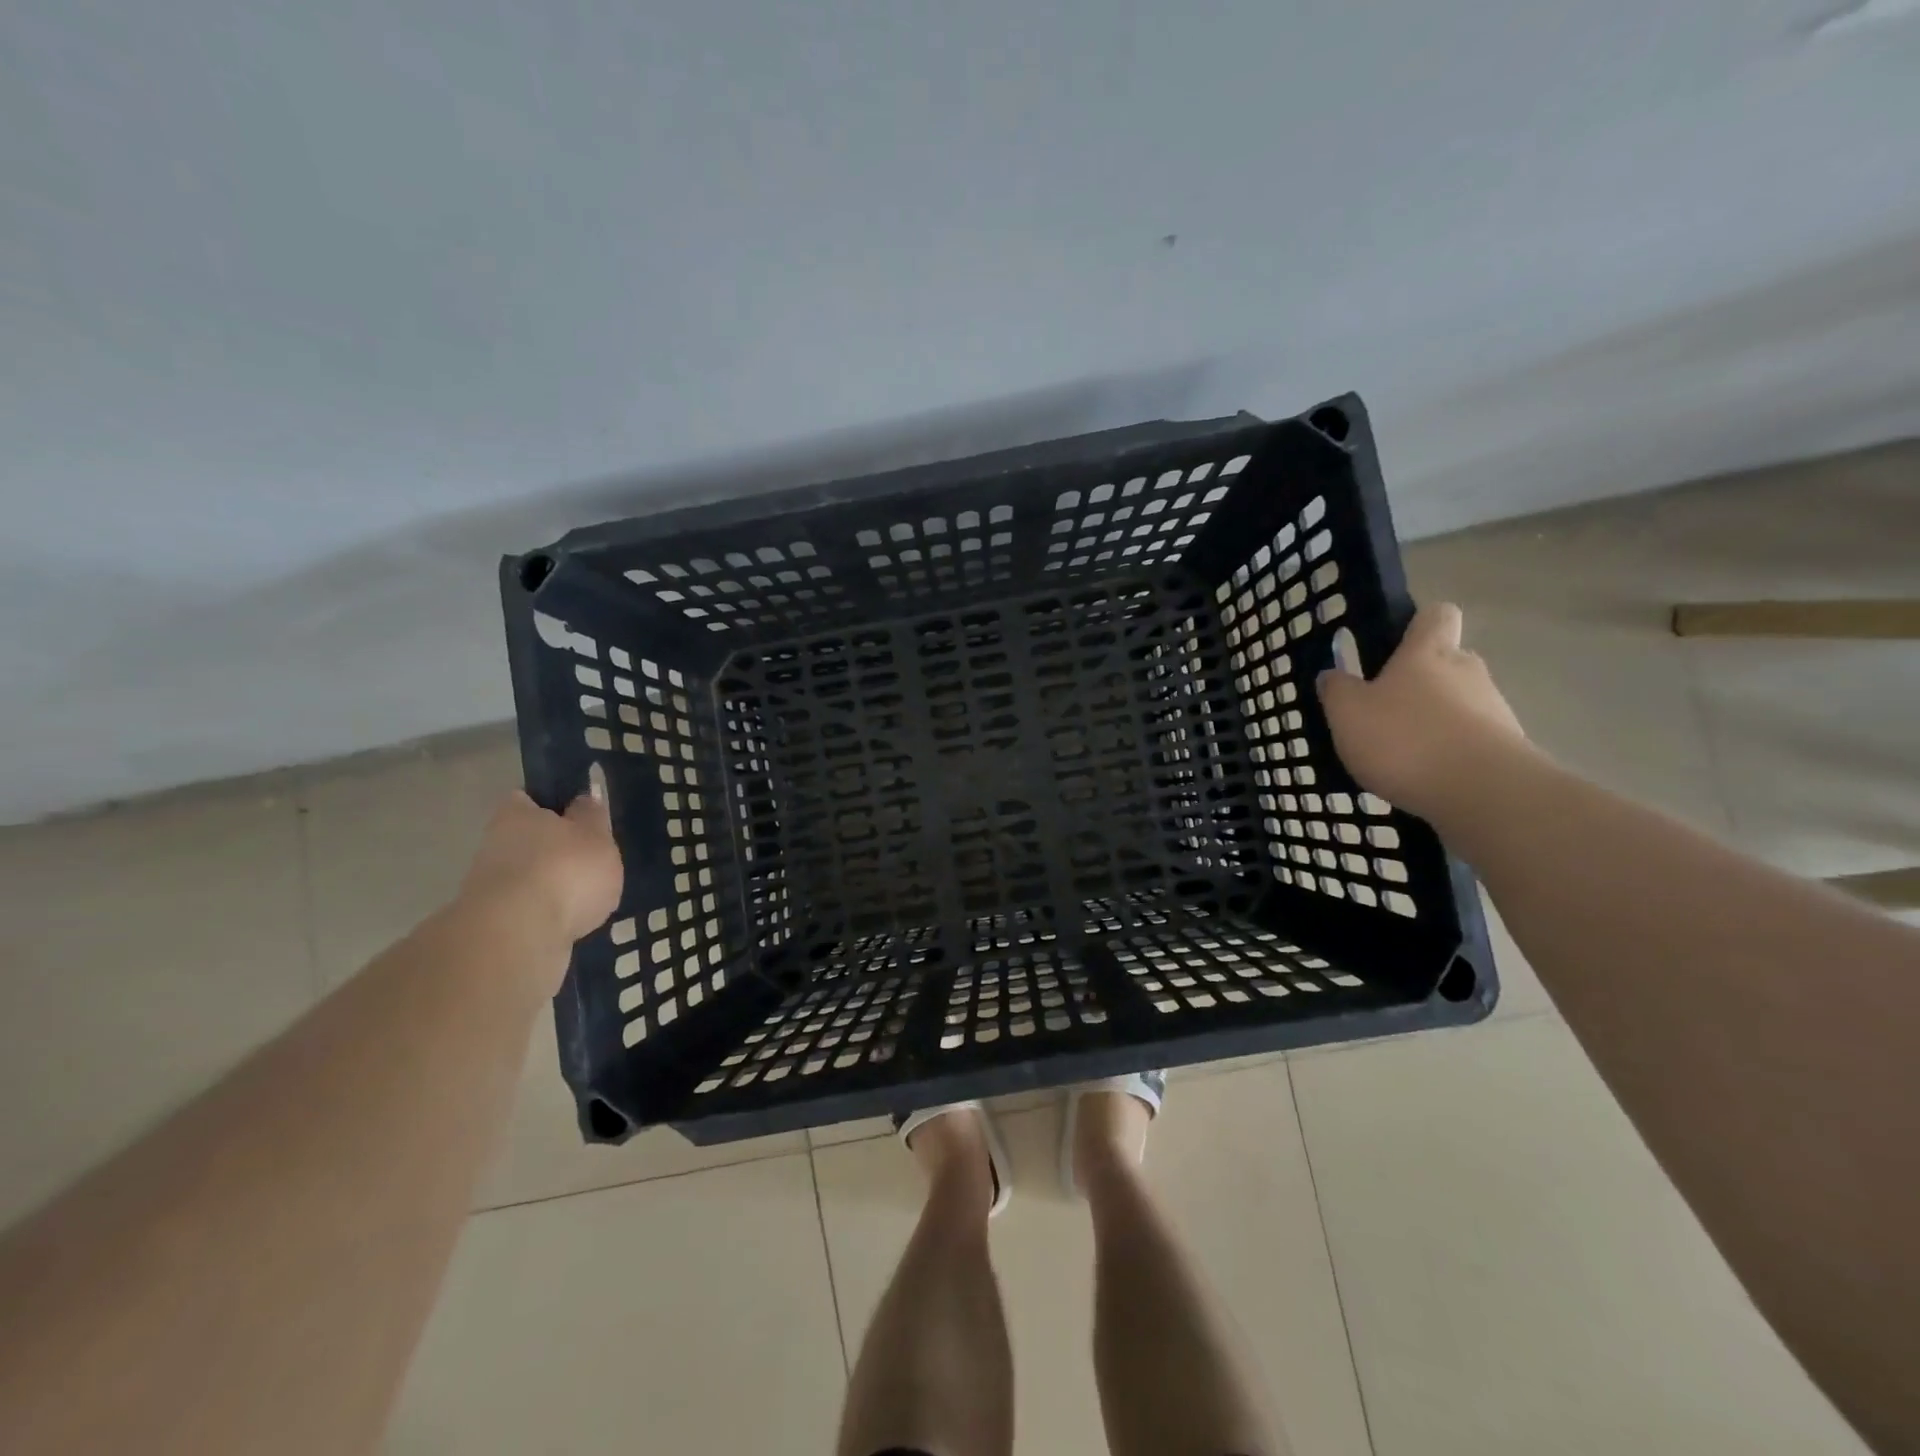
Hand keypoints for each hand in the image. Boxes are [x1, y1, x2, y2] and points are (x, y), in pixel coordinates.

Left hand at [459, 789, 623, 949]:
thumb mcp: (596, 836)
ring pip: (525, 879)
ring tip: (585, 899)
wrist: (518, 936)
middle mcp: (494, 845)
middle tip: (587, 862)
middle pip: (525, 842)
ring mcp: (488, 888)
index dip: (550, 806)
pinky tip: (569, 924)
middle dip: (551, 852)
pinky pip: (525, 913)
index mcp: (517, 815)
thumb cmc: (565, 870)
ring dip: (548, 887)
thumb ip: (592, 817)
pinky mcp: (492, 926)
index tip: (574, 818)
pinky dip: (545, 916)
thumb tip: (584, 800)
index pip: (527, 800)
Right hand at [1316, 602, 1530, 821]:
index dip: (1417, 624)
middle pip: (1447, 661)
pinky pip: (1471, 739)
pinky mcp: (1507, 747)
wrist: (1483, 793)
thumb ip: (1337, 690)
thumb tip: (1333, 674)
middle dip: (1420, 681)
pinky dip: (1450, 752)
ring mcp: (1493, 708)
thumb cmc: (1405, 740)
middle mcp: (1467, 671)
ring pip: (1460, 703)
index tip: (1394, 646)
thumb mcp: (1347, 714)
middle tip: (1385, 710)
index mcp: (1427, 653)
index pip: (1437, 615)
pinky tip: (1426, 777)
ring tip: (1402, 754)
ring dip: (1434, 720)